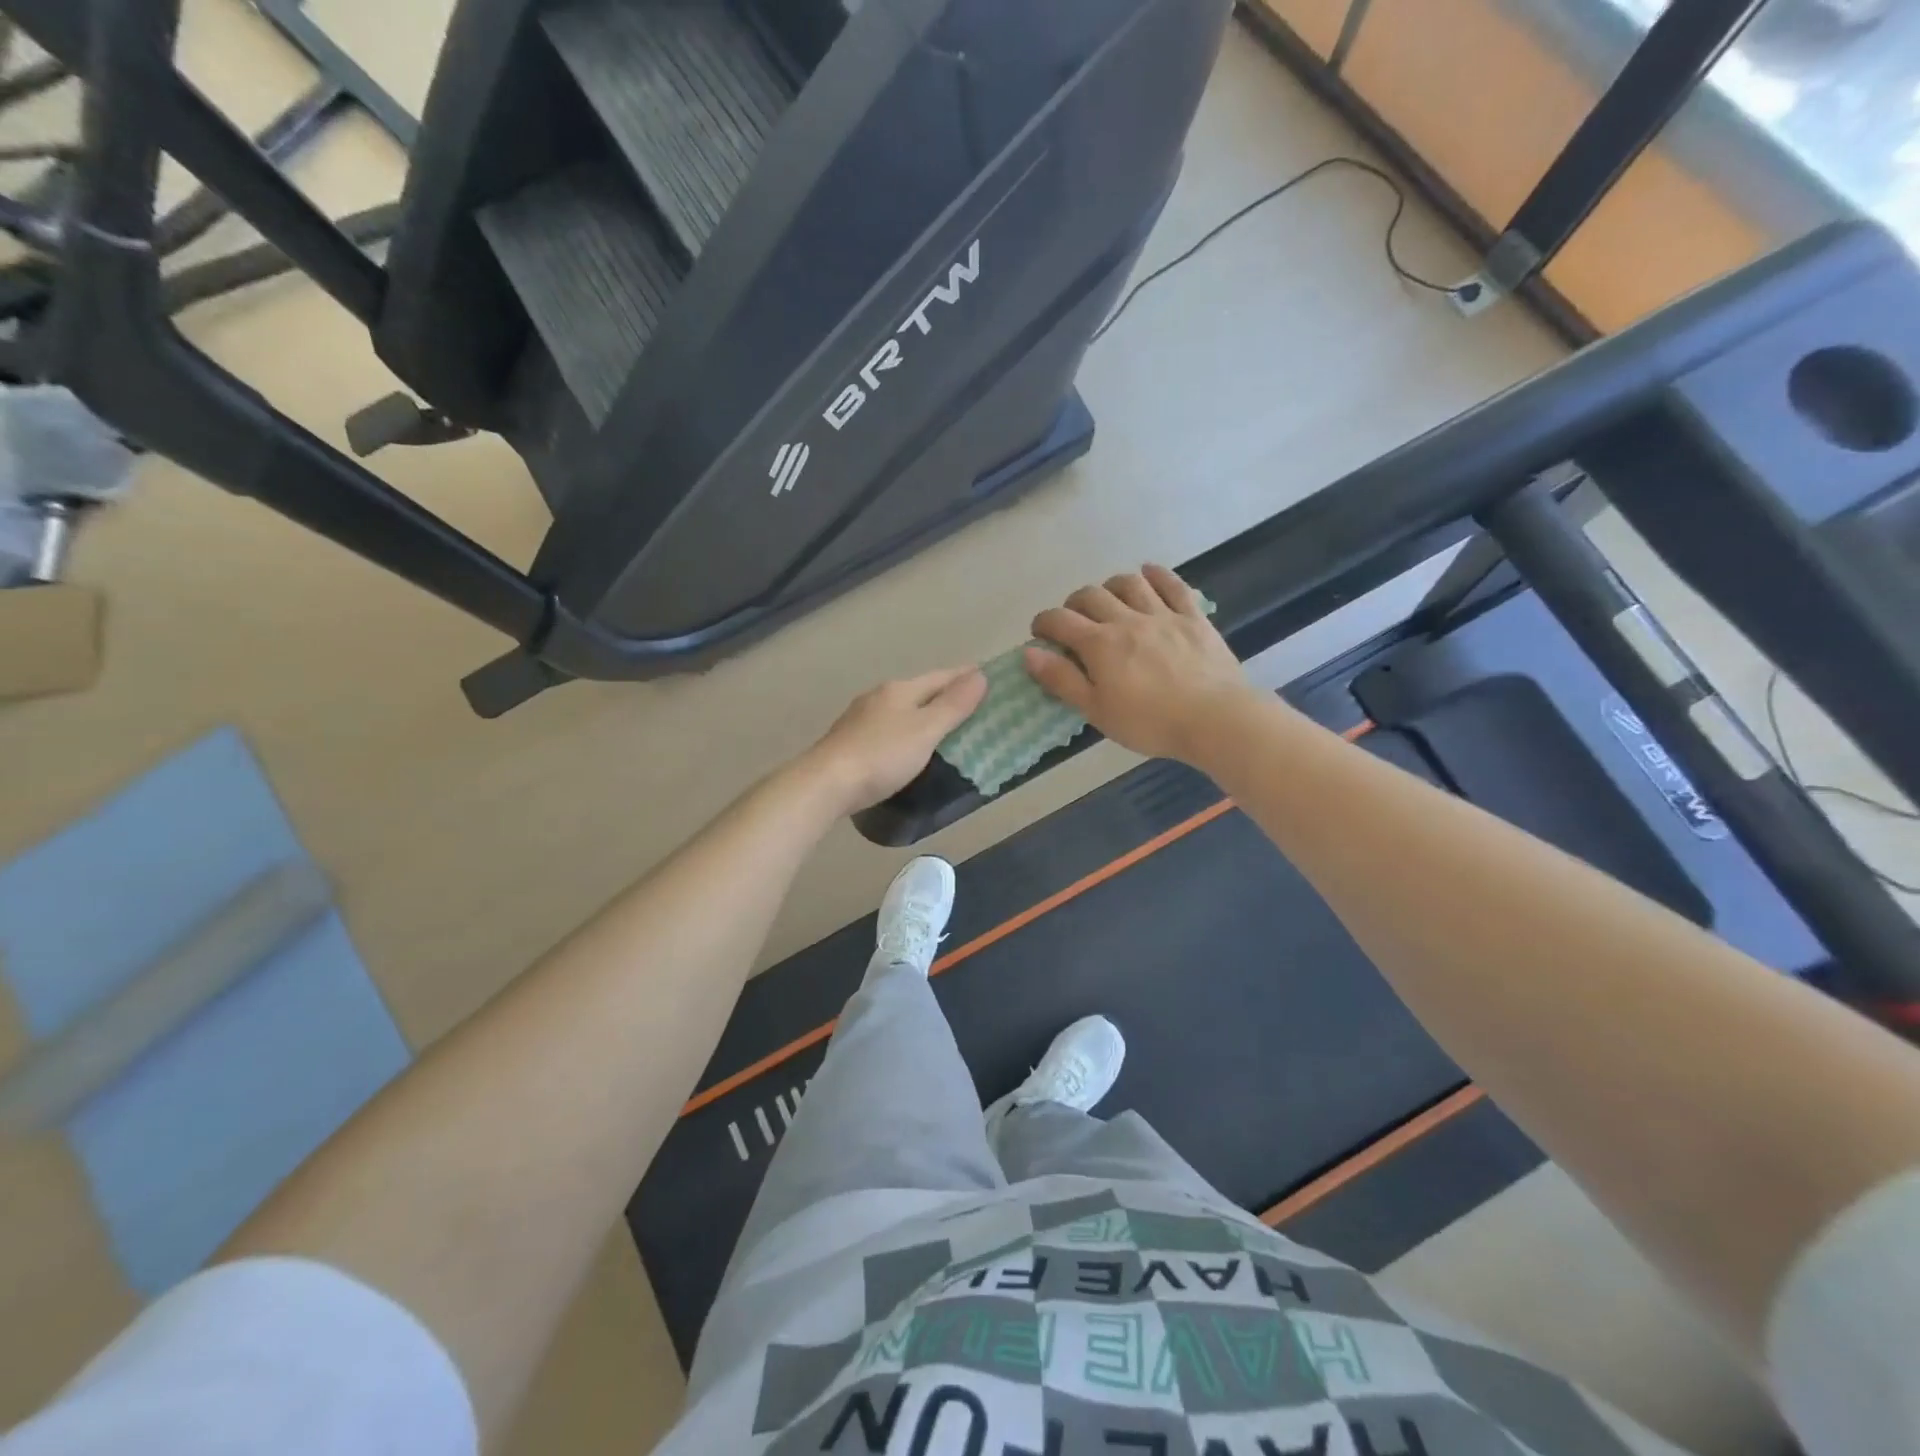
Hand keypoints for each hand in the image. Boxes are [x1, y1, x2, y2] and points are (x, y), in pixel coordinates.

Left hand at [798, 666, 988, 815]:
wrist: (826, 783)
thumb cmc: (882, 755)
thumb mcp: (926, 730)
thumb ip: (953, 705)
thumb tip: (979, 675)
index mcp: (899, 690)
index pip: (940, 677)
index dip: (964, 677)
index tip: (985, 677)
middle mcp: (878, 697)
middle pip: (919, 691)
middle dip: (943, 695)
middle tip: (970, 705)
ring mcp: (860, 719)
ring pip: (900, 710)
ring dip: (922, 715)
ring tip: (943, 727)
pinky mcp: (849, 742)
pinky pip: (887, 730)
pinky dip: (905, 732)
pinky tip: (907, 746)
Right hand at [1025, 565, 1251, 762]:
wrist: (1215, 719)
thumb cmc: (1149, 722)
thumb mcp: (1096, 710)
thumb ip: (1061, 680)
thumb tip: (1029, 653)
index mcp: (1099, 644)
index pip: (1060, 621)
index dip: (1044, 622)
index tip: (1040, 633)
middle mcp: (1127, 620)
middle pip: (1091, 596)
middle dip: (1073, 604)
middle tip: (1072, 621)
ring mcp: (1163, 614)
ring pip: (1129, 583)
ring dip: (1110, 586)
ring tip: (1107, 599)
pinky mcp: (1193, 618)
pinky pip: (1173, 585)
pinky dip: (1157, 575)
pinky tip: (1148, 574)